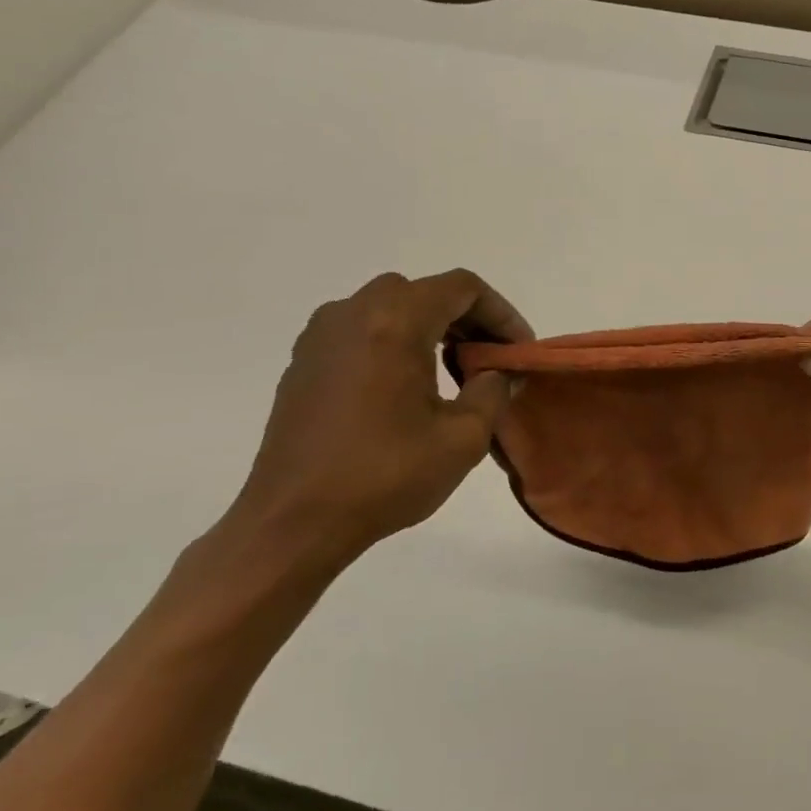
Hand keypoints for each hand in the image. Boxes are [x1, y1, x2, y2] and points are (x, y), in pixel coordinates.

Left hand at [228, 270, 532, 561]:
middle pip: (426, 292)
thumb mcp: (463, 437)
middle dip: (468, 319)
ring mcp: (321, 335)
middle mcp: (353, 313)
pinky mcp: (303, 362)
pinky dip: (396, 341)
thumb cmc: (384, 475)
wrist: (292, 522)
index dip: (501, 313)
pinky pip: (362, 330)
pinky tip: (408, 388)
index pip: (462, 288)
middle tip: (491, 359)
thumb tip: (497, 374)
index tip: (519, 350)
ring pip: (391, 307)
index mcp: (394, 322)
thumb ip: (493, 391)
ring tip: (454, 374)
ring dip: (431, 328)